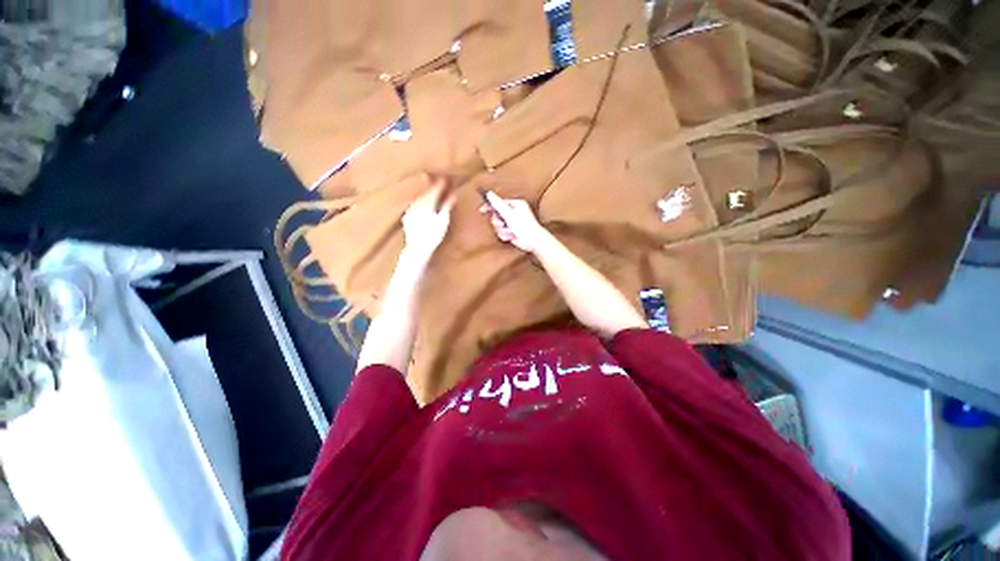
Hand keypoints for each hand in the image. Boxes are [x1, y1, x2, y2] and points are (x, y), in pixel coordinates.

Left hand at [401, 175, 454, 265]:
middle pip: (425, 192)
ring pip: (419, 198)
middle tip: (437, 181)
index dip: (440, 184)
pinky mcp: (407, 217)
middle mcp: (417, 204)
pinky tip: (420, 203)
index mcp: (427, 203)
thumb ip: (447, 206)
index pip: (435, 190)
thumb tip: (453, 195)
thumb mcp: (443, 220)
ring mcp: (411, 210)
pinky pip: (414, 205)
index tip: (445, 178)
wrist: (417, 247)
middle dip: (431, 186)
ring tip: (430, 190)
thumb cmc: (433, 235)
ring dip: (425, 193)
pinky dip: (419, 201)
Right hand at [479, 191, 550, 252]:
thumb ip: (498, 204)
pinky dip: (505, 235)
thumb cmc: (524, 226)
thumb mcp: (508, 214)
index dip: (490, 206)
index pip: (499, 203)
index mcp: (516, 204)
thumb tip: (489, 193)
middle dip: (498, 222)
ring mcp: (513, 222)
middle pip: (497, 215)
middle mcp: (514, 212)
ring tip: (509, 232)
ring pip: (498, 225)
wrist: (532, 241)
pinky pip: (502, 232)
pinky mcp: (512, 231)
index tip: (482, 210)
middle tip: (502, 225)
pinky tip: (511, 236)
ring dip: (502, 230)